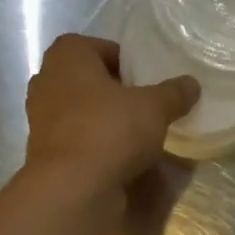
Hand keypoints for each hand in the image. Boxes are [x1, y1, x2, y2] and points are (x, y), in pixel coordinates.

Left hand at [25, 34, 198, 192]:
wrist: (73, 188)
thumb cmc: (111, 131)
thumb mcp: (155, 108)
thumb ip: (174, 93)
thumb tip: (192, 84)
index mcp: (68, 56)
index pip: (101, 47)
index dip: (128, 62)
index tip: (149, 81)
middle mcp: (47, 81)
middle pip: (90, 80)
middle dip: (116, 92)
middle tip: (146, 107)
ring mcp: (42, 119)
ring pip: (83, 112)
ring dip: (106, 121)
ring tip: (138, 135)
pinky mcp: (47, 152)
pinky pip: (79, 140)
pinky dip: (97, 146)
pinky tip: (121, 159)